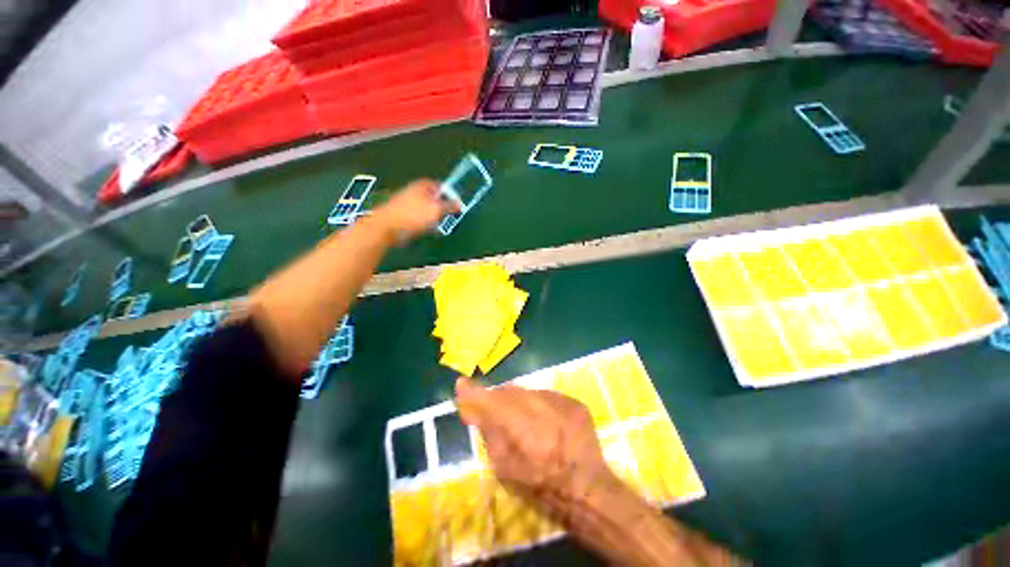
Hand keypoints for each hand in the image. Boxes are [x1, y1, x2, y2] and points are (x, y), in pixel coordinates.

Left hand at [373, 179, 459, 240]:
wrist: (387, 227)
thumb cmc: (414, 215)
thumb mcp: (437, 210)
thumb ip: (450, 206)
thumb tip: (460, 204)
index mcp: (424, 185)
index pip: (442, 186)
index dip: (450, 196)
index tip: (456, 206)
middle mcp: (415, 191)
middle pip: (434, 198)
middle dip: (441, 208)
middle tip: (447, 217)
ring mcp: (408, 203)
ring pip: (427, 210)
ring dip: (433, 218)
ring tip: (436, 226)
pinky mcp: (403, 215)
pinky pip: (419, 218)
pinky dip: (424, 224)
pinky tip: (425, 230)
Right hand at [455, 377, 618, 509]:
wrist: (587, 489)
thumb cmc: (541, 487)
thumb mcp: (505, 469)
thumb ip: (489, 434)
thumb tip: (473, 410)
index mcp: (523, 434)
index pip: (492, 403)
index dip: (474, 393)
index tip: (461, 385)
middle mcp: (543, 412)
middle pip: (510, 392)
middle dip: (497, 397)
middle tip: (493, 408)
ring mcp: (562, 404)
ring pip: (529, 391)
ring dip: (519, 400)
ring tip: (524, 419)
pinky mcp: (575, 403)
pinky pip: (548, 395)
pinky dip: (539, 403)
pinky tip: (545, 421)